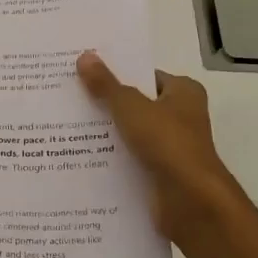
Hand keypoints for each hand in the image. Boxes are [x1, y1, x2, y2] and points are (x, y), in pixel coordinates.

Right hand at [76, 51, 242, 242]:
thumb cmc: (168, 143)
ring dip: (106, 134)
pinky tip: (81, 156)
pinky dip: (112, 159)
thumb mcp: (130, 107)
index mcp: (184, 92)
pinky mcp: (161, 174)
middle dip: (106, 104)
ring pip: (131, 134)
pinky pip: (131, 160)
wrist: (191, 202)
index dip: (117, 73)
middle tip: (68, 97)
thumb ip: (106, 84)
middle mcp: (181, 117)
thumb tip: (84, 56)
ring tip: (66, 126)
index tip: (85, 72)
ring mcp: (172, 148)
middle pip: (136, 104)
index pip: (145, 75)